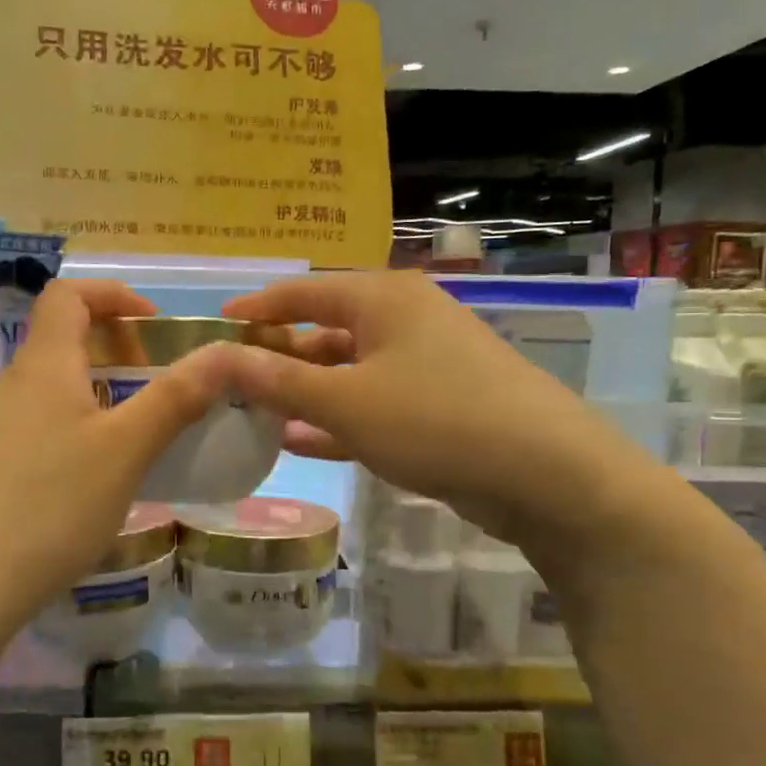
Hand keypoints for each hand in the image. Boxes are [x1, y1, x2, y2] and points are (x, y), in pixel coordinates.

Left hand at [0, 278, 232, 628]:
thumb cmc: (51, 506)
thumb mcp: (126, 451)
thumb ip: (176, 397)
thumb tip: (224, 353)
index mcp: (41, 366)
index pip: (69, 294)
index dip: (113, 295)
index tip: (154, 326)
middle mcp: (7, 385)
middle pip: (61, 342)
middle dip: (115, 352)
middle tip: (157, 390)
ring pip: (49, 390)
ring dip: (95, 395)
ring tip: (132, 440)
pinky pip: (34, 427)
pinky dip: (71, 430)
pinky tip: (88, 482)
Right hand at [220, 269, 650, 540]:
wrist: (547, 473)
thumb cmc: (434, 420)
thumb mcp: (345, 402)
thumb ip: (278, 381)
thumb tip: (219, 357)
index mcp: (382, 298)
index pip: (303, 291)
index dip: (257, 307)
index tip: (217, 326)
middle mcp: (405, 318)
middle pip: (326, 328)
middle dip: (279, 358)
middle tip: (233, 384)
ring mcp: (428, 360)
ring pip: (350, 369)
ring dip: (306, 392)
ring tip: (258, 416)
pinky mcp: (442, 401)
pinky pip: (376, 400)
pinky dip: (339, 417)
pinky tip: (302, 442)